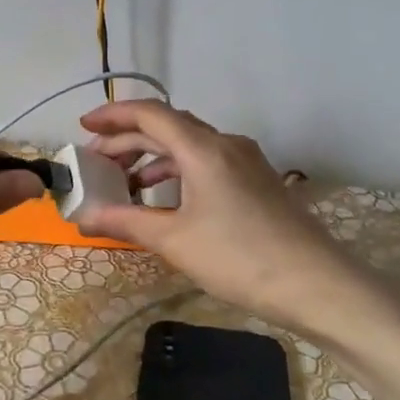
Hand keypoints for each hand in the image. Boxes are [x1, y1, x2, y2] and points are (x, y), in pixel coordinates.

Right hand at [72, 100, 363, 331]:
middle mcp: (225, 143)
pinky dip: (178, 171)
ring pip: (189, 145)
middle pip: (168, 127)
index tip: (83, 127)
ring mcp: (246, 161)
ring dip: (153, 157)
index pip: (150, 114)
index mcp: (203, 148)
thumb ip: (125, 222)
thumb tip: (82, 217)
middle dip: (128, 140)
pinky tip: (166, 199)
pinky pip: (207, 162)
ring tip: (125, 183)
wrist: (317, 285)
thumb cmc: (239, 258)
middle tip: (96, 162)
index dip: (113, 116)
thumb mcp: (174, 241)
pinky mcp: (257, 181)